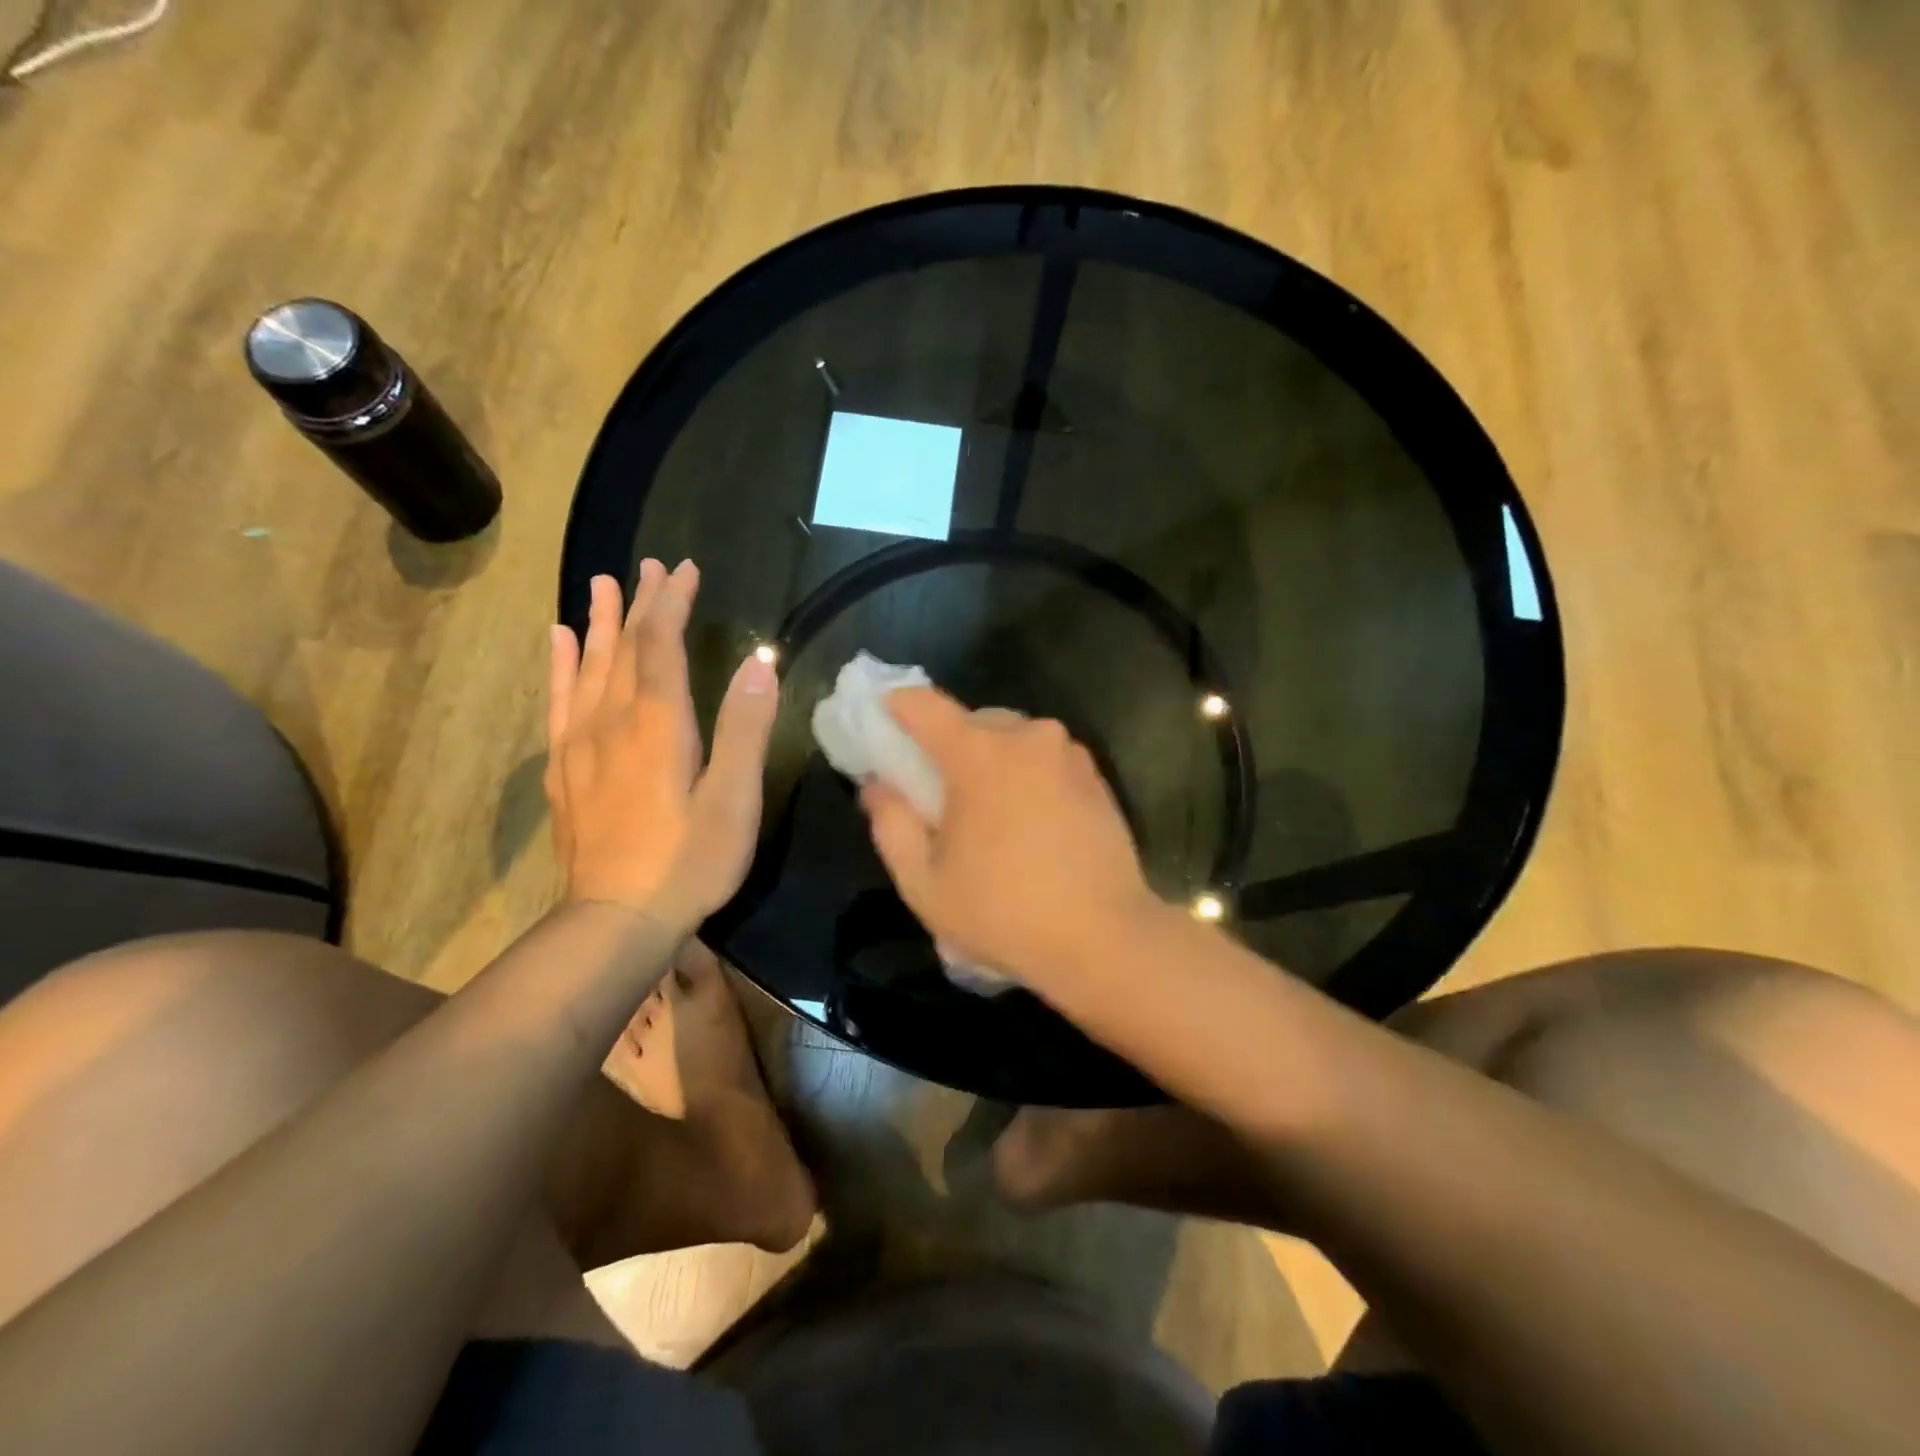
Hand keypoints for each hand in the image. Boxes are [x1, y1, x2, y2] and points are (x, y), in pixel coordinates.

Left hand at [546, 561, 778, 930]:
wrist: (616, 921)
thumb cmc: (690, 861)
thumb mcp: (734, 799)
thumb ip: (745, 728)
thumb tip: (759, 663)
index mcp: (659, 723)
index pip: (662, 644)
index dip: (673, 603)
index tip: (685, 569)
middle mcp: (613, 721)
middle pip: (624, 647)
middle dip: (641, 603)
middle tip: (651, 565)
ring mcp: (582, 745)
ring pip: (589, 667)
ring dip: (600, 622)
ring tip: (603, 585)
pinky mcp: (566, 771)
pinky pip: (559, 702)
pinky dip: (561, 666)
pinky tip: (560, 643)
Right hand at [859, 688, 1159, 993]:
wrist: (1105, 939)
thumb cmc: (1003, 913)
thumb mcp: (924, 882)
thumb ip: (891, 824)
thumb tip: (878, 785)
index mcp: (979, 753)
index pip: (924, 705)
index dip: (896, 708)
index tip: (883, 723)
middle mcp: (1027, 737)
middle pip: (972, 721)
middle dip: (948, 745)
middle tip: (938, 790)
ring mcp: (1068, 753)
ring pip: (1013, 738)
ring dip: (992, 760)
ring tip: (988, 812)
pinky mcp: (1096, 776)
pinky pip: (1045, 759)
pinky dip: (1026, 775)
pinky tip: (1028, 823)